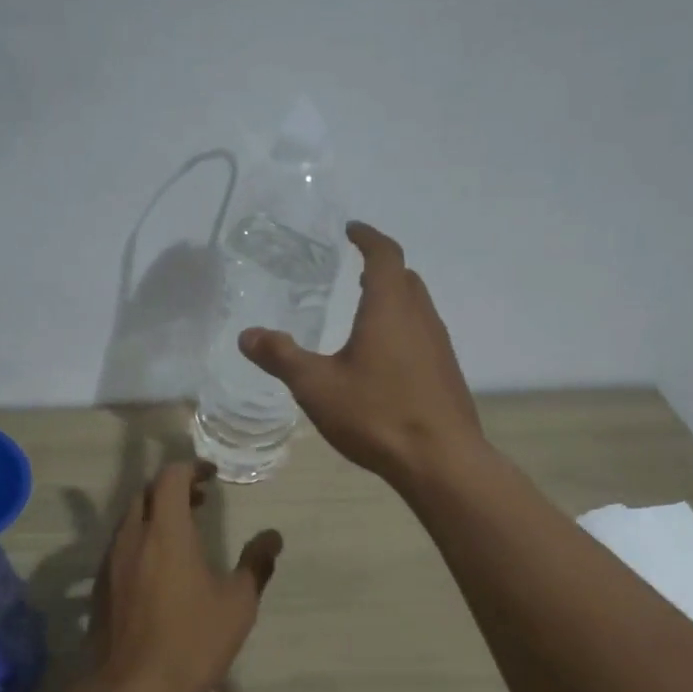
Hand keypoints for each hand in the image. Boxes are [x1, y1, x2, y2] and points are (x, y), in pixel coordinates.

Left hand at [86, 461, 282, 691]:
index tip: (211, 476)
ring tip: (183, 531)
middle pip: (146, 493)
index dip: (190, 468)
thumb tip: (273, 537)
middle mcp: (132, 537)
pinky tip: (159, 567)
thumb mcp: (237, 604)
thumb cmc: (191, 641)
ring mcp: (110, 562)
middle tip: (200, 499)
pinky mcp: (100, 587)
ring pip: (130, 519)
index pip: (170, 477)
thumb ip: (256, 564)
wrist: (131, 690)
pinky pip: (120, 545)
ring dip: (155, 513)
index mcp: (166, 532)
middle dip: (172, 488)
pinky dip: (141, 538)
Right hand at [240, 222, 481, 488]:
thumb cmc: (376, 414)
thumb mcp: (317, 386)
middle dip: (382, 267)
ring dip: (394, 299)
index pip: (384, 255)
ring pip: (417, 307)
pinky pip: (423, 335)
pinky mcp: (446, 373)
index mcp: (389, 308)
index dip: (368, 238)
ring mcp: (439, 346)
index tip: (352, 230)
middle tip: (356, 271)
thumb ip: (281, 357)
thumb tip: (246, 335)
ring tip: (367, 311)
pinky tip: (385, 358)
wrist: (440, 461)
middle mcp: (420, 318)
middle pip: (405, 278)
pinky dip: (402, 328)